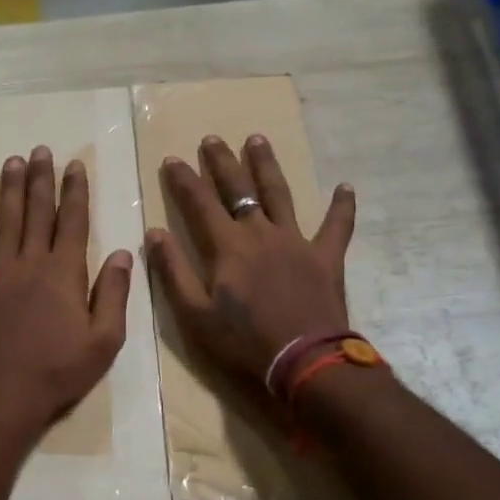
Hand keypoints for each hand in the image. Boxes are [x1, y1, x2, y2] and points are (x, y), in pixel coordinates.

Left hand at [0, 145, 133, 431]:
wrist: (1, 396)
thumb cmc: (58, 372)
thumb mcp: (104, 341)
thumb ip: (114, 294)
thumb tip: (124, 253)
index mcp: (65, 273)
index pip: (73, 222)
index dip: (75, 192)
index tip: (74, 166)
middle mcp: (30, 262)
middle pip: (37, 212)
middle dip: (41, 179)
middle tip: (41, 150)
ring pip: (4, 221)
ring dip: (10, 190)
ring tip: (13, 162)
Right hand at [145, 135, 355, 383]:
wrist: (305, 360)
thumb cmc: (244, 340)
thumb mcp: (195, 313)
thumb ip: (173, 270)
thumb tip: (154, 233)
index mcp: (227, 246)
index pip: (199, 202)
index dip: (183, 180)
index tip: (172, 159)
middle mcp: (260, 232)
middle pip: (239, 188)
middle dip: (222, 162)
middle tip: (212, 139)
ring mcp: (296, 241)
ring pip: (280, 194)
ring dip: (266, 166)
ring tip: (257, 139)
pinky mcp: (326, 257)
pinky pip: (337, 226)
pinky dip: (341, 207)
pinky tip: (345, 186)